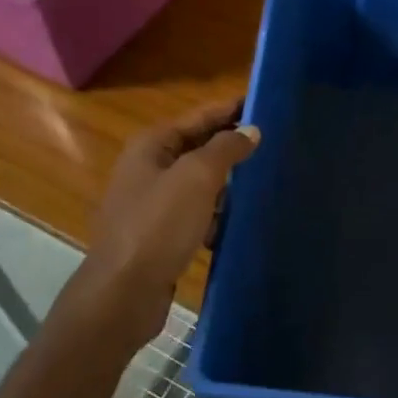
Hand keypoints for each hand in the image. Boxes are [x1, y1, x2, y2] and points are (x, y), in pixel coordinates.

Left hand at [87, 98, 258, 309]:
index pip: (198, 116)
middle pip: (198, 148)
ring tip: (265, 181)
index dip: (230, 109)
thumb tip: (250, 130)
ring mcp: (151, 204)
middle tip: (274, 143)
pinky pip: (195, 215)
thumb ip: (225, 149)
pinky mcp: (159, 236)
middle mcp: (148, 169)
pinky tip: (238, 223)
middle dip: (232, 146)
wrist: (123, 293)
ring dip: (227, 184)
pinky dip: (215, 216)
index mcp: (151, 146)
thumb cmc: (158, 226)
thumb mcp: (196, 178)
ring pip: (198, 184)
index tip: (265, 103)